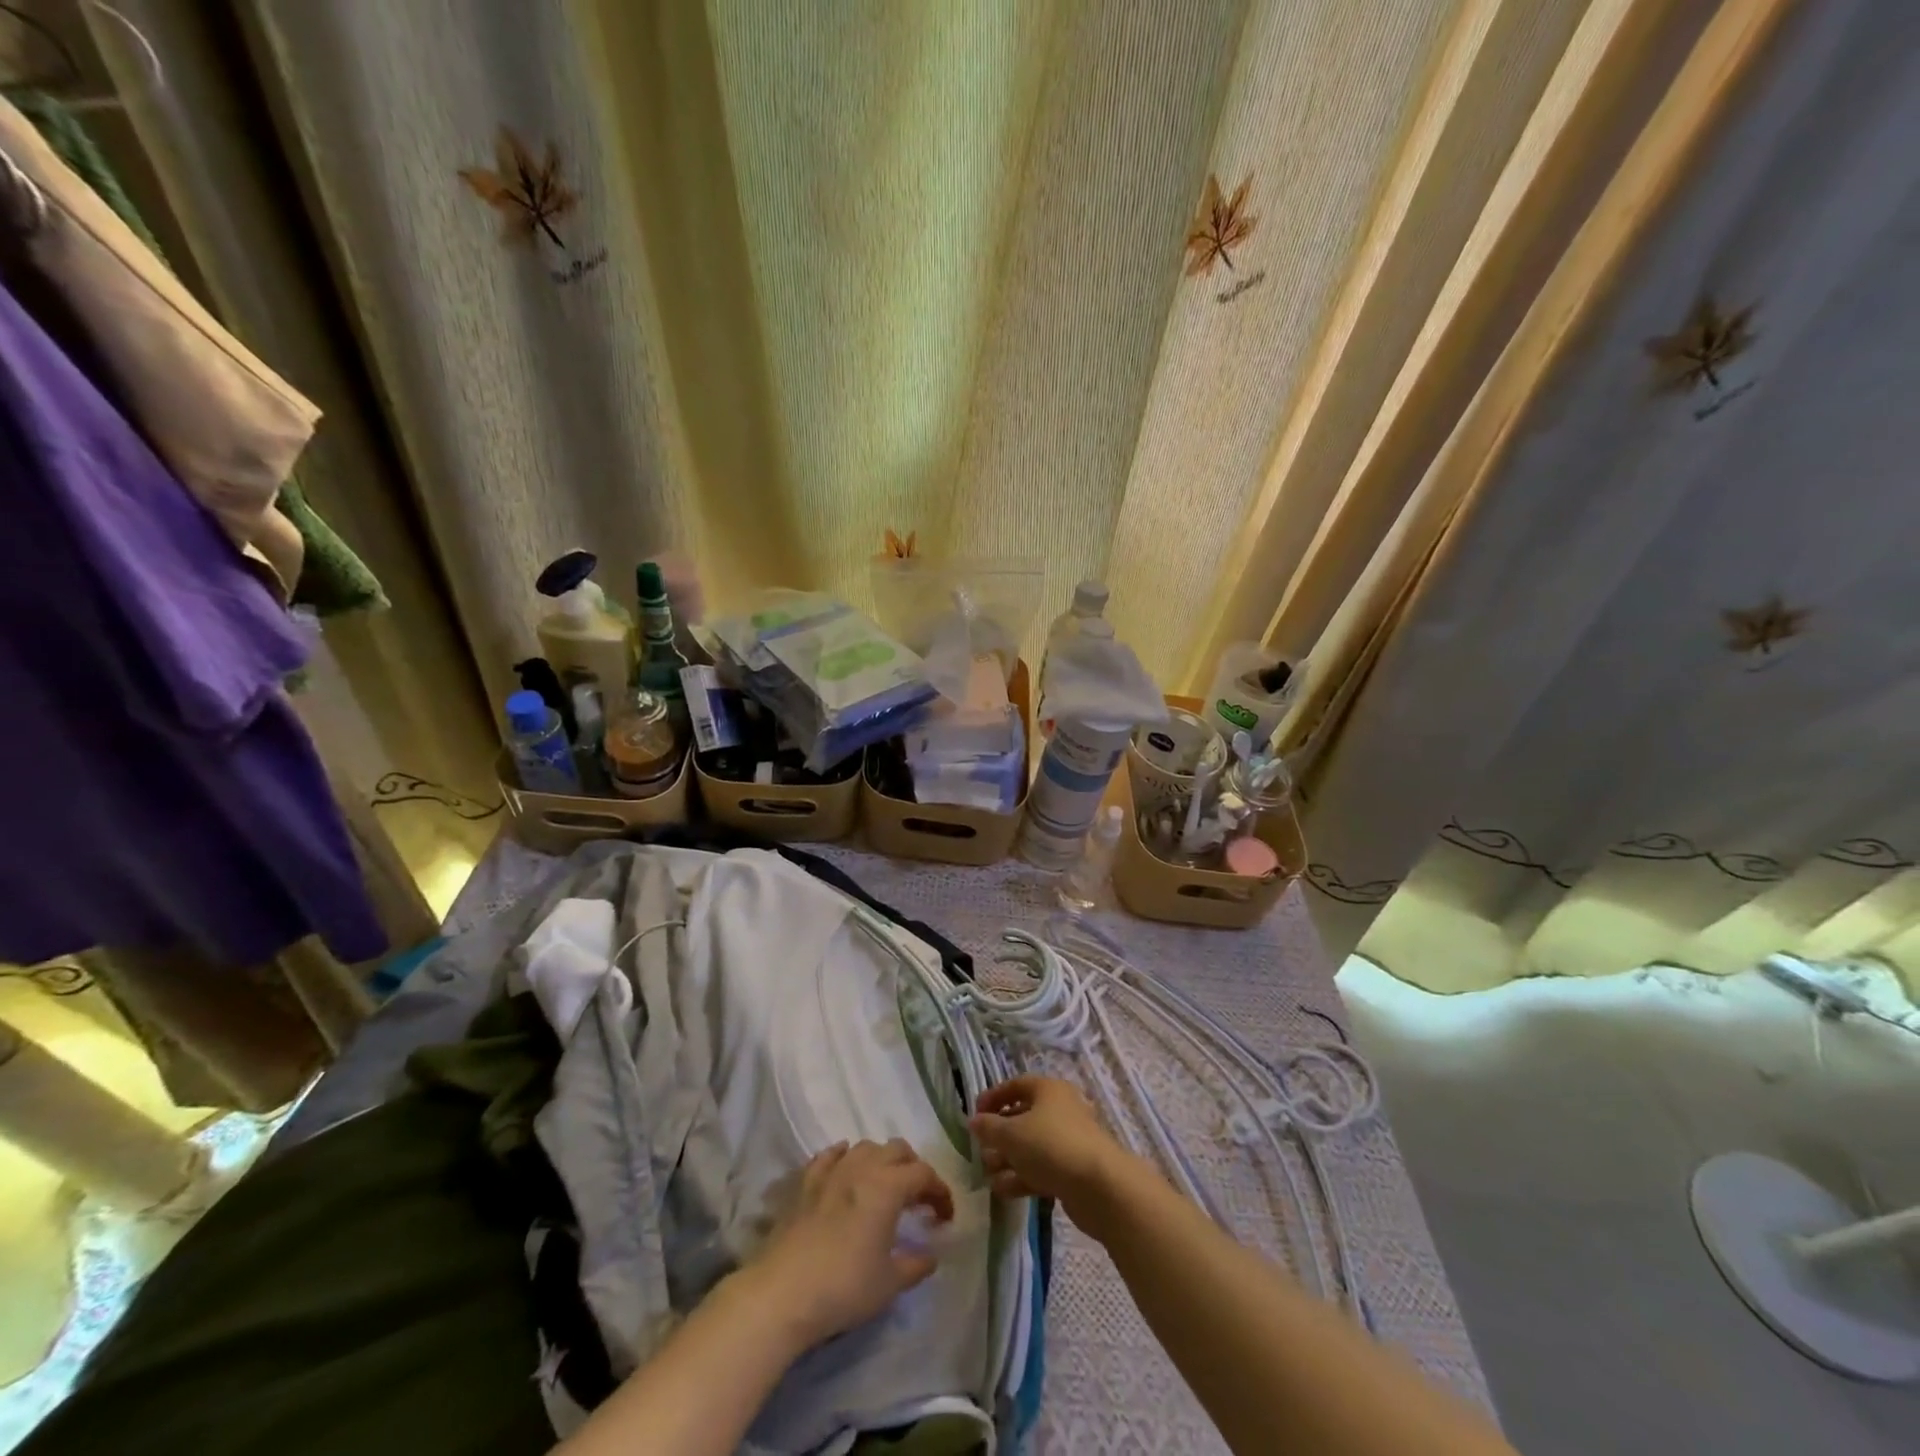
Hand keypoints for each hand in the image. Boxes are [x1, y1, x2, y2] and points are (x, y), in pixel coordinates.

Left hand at [744, 1139, 953, 1352]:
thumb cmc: (844, 1287)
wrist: (783, 1293)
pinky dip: (844, 1157)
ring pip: (865, 1146)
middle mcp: (863, 1167)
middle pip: (897, 1150)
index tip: (945, 1217)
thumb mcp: (889, 1284)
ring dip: (881, 1160)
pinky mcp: (806, 1182)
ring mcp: (831, 1171)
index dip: (940, 1192)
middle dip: (913, 1168)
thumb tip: (930, 1256)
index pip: (924, 1174)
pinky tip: (846, 1169)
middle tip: (918, 1198)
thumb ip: (915, 1265)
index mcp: (888, 1186)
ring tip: (884, 1185)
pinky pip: (830, 1156)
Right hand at [970, 1076, 1131, 1236]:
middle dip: (999, 1134)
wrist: (1099, 1186)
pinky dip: (1022, 1176)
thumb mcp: (1011, 1134)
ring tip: (987, 1174)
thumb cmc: (1050, 1146)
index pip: (1015, 1085)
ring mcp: (1068, 1140)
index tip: (974, 1114)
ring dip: (1008, 1159)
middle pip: (1023, 1116)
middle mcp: (1060, 1109)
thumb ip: (989, 1127)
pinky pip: (1041, 1167)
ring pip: (1031, 1145)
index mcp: (1048, 1089)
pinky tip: (1002, 1190)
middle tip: (981, 1149)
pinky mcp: (1072, 1169)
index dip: (993, 1097)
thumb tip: (974, 1121)